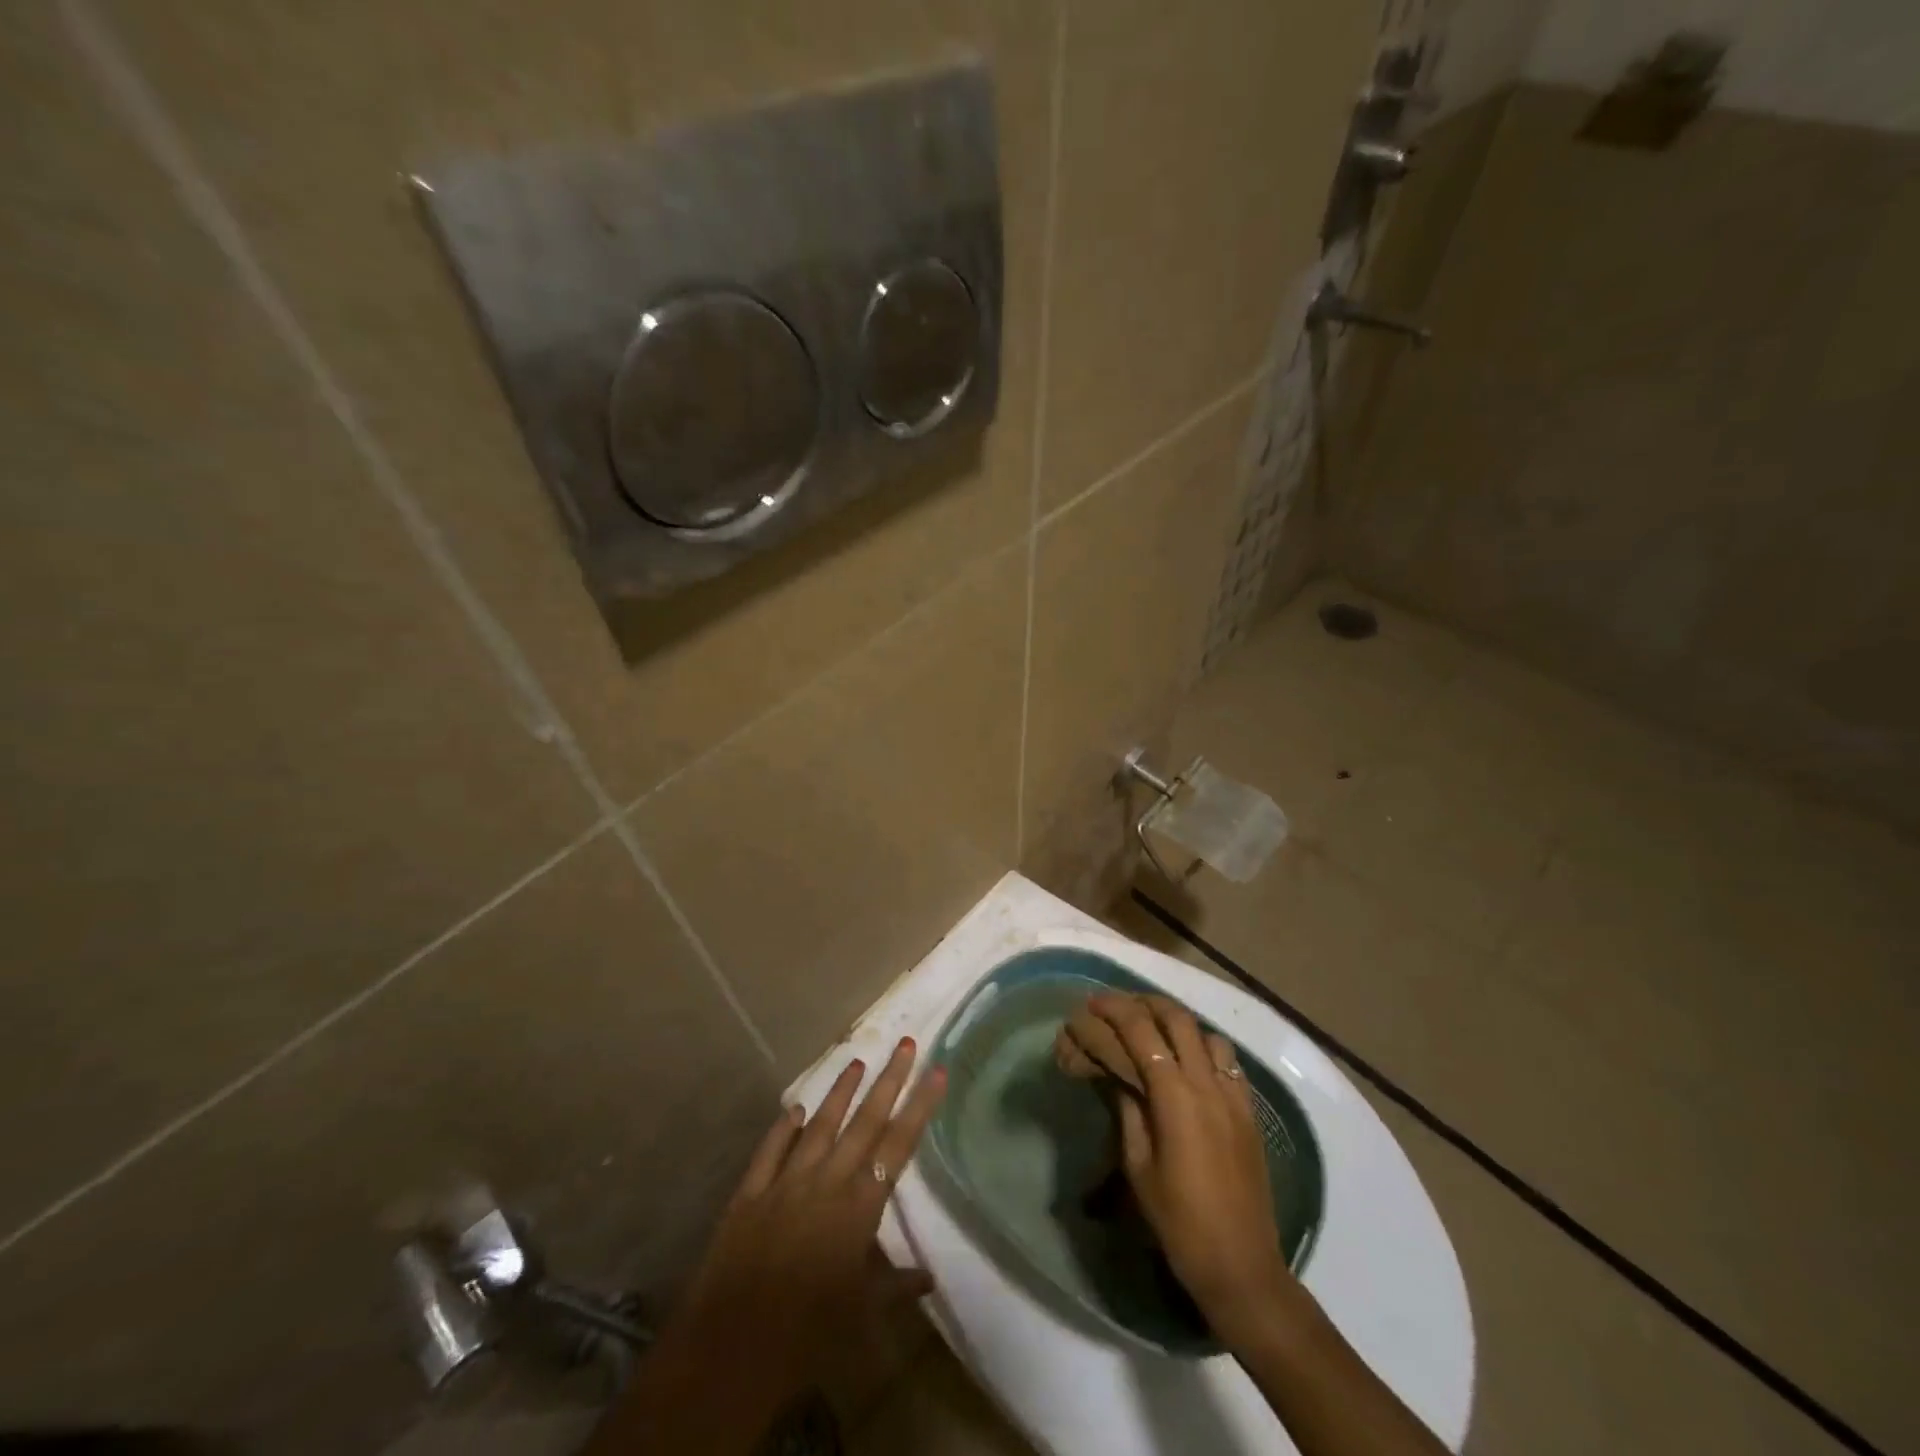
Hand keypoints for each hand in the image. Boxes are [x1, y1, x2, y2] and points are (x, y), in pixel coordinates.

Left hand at [670, 1036, 946, 1392]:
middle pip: (864, 1122)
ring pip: (819, 1126)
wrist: (731, 1351)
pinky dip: (783, 1129)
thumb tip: (929, 1277)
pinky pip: (770, 1151)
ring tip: (856, 1060)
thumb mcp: (862, 1318)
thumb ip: (895, 1288)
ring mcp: (785, 1183)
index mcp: (858, 1207)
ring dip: (840, 1092)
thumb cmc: (808, 1338)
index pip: (898, 1145)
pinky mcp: (749, 1195)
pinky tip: (794, 1110)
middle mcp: (826, 1182)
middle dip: (889, 1080)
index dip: (919, 1106)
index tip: (936, 1070)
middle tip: (906, 1043)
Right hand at [1086, 994, 1292, 1336]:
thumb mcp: (1138, 1165)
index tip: (1091, 1002)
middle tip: (1119, 1006)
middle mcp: (1208, 1084)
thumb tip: (1118, 1075)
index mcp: (1175, 1097)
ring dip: (1178, 1022)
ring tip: (1153, 1028)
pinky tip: (1188, 1062)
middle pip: (1178, 1019)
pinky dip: (1203, 1047)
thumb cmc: (1179, 1221)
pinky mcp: (1249, 1111)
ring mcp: (1234, 1095)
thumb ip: (1129, 1110)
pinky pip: (1228, 1061)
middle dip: (1145, 1003)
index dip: (1114, 1010)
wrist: (1241, 1265)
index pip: (1141, 1032)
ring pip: (1207, 1033)